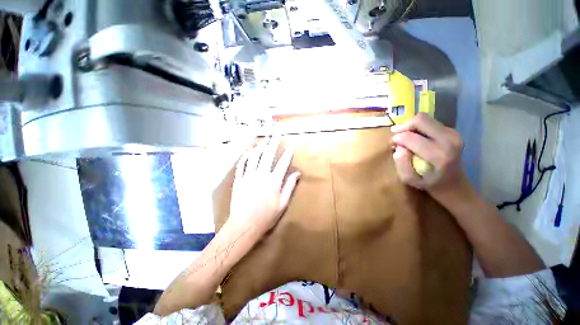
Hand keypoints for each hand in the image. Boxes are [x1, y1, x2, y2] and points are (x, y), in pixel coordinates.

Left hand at [227, 136, 300, 237]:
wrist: (244, 225)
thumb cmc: (266, 216)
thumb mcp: (283, 203)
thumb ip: (290, 186)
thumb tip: (298, 173)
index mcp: (274, 181)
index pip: (283, 162)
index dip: (288, 152)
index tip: (292, 144)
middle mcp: (261, 175)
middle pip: (268, 155)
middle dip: (273, 142)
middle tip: (276, 133)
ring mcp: (248, 176)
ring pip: (254, 156)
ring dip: (260, 146)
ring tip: (264, 139)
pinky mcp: (239, 179)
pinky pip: (242, 164)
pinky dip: (246, 156)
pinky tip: (250, 151)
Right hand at [390, 113, 467, 197]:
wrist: (454, 185)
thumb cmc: (429, 183)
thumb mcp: (409, 180)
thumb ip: (401, 164)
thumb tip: (398, 148)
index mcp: (438, 155)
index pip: (410, 137)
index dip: (397, 138)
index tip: (393, 144)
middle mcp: (449, 140)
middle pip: (420, 120)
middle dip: (404, 126)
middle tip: (396, 134)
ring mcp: (453, 134)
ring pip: (425, 119)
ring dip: (411, 126)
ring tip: (405, 137)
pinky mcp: (453, 131)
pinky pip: (430, 122)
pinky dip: (419, 128)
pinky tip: (416, 137)